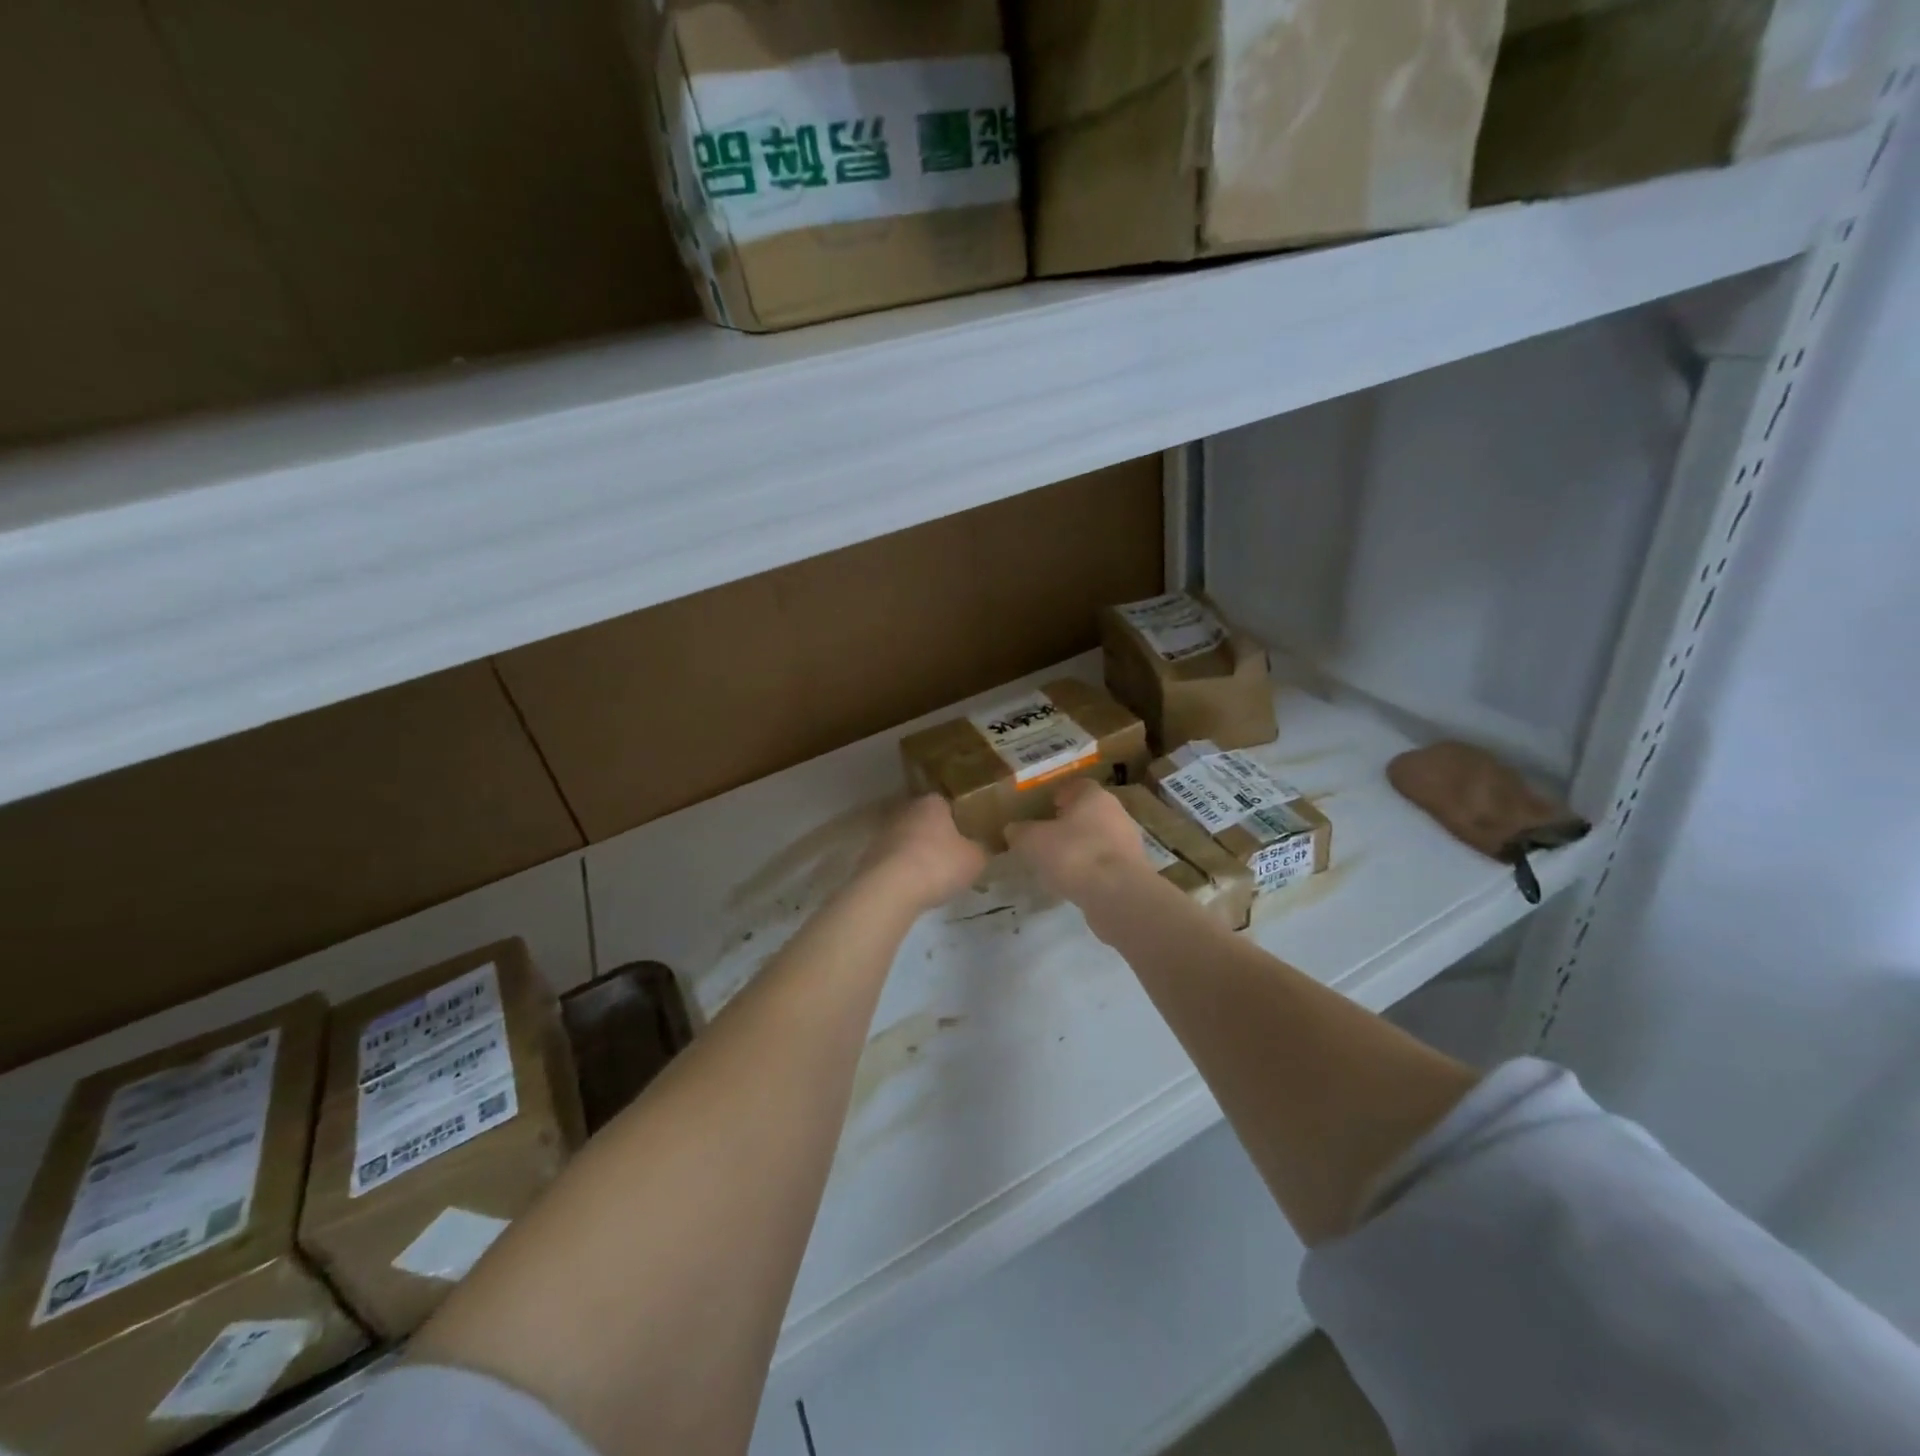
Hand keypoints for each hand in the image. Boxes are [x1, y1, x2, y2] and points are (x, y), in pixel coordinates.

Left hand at [857, 795, 989, 912]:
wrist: (889, 889)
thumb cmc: (938, 865)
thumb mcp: (975, 860)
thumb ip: (980, 850)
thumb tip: (979, 848)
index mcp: (932, 803)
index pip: (947, 804)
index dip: (958, 821)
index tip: (966, 840)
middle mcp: (905, 810)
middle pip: (925, 821)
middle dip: (936, 837)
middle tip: (952, 859)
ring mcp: (884, 832)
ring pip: (908, 840)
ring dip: (918, 854)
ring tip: (932, 878)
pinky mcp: (870, 856)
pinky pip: (894, 860)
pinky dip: (903, 871)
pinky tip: (912, 888)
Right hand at [1005, 780, 1150, 901]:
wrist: (1118, 895)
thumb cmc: (1074, 855)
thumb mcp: (1032, 841)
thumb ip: (1020, 832)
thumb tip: (1013, 829)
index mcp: (1094, 796)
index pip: (1077, 786)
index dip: (1060, 795)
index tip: (1046, 808)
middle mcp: (1116, 812)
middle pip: (1090, 812)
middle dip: (1070, 822)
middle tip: (1047, 836)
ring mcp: (1129, 842)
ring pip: (1099, 838)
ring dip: (1081, 847)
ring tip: (1058, 864)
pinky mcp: (1133, 870)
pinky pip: (1106, 863)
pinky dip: (1091, 869)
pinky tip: (1075, 883)